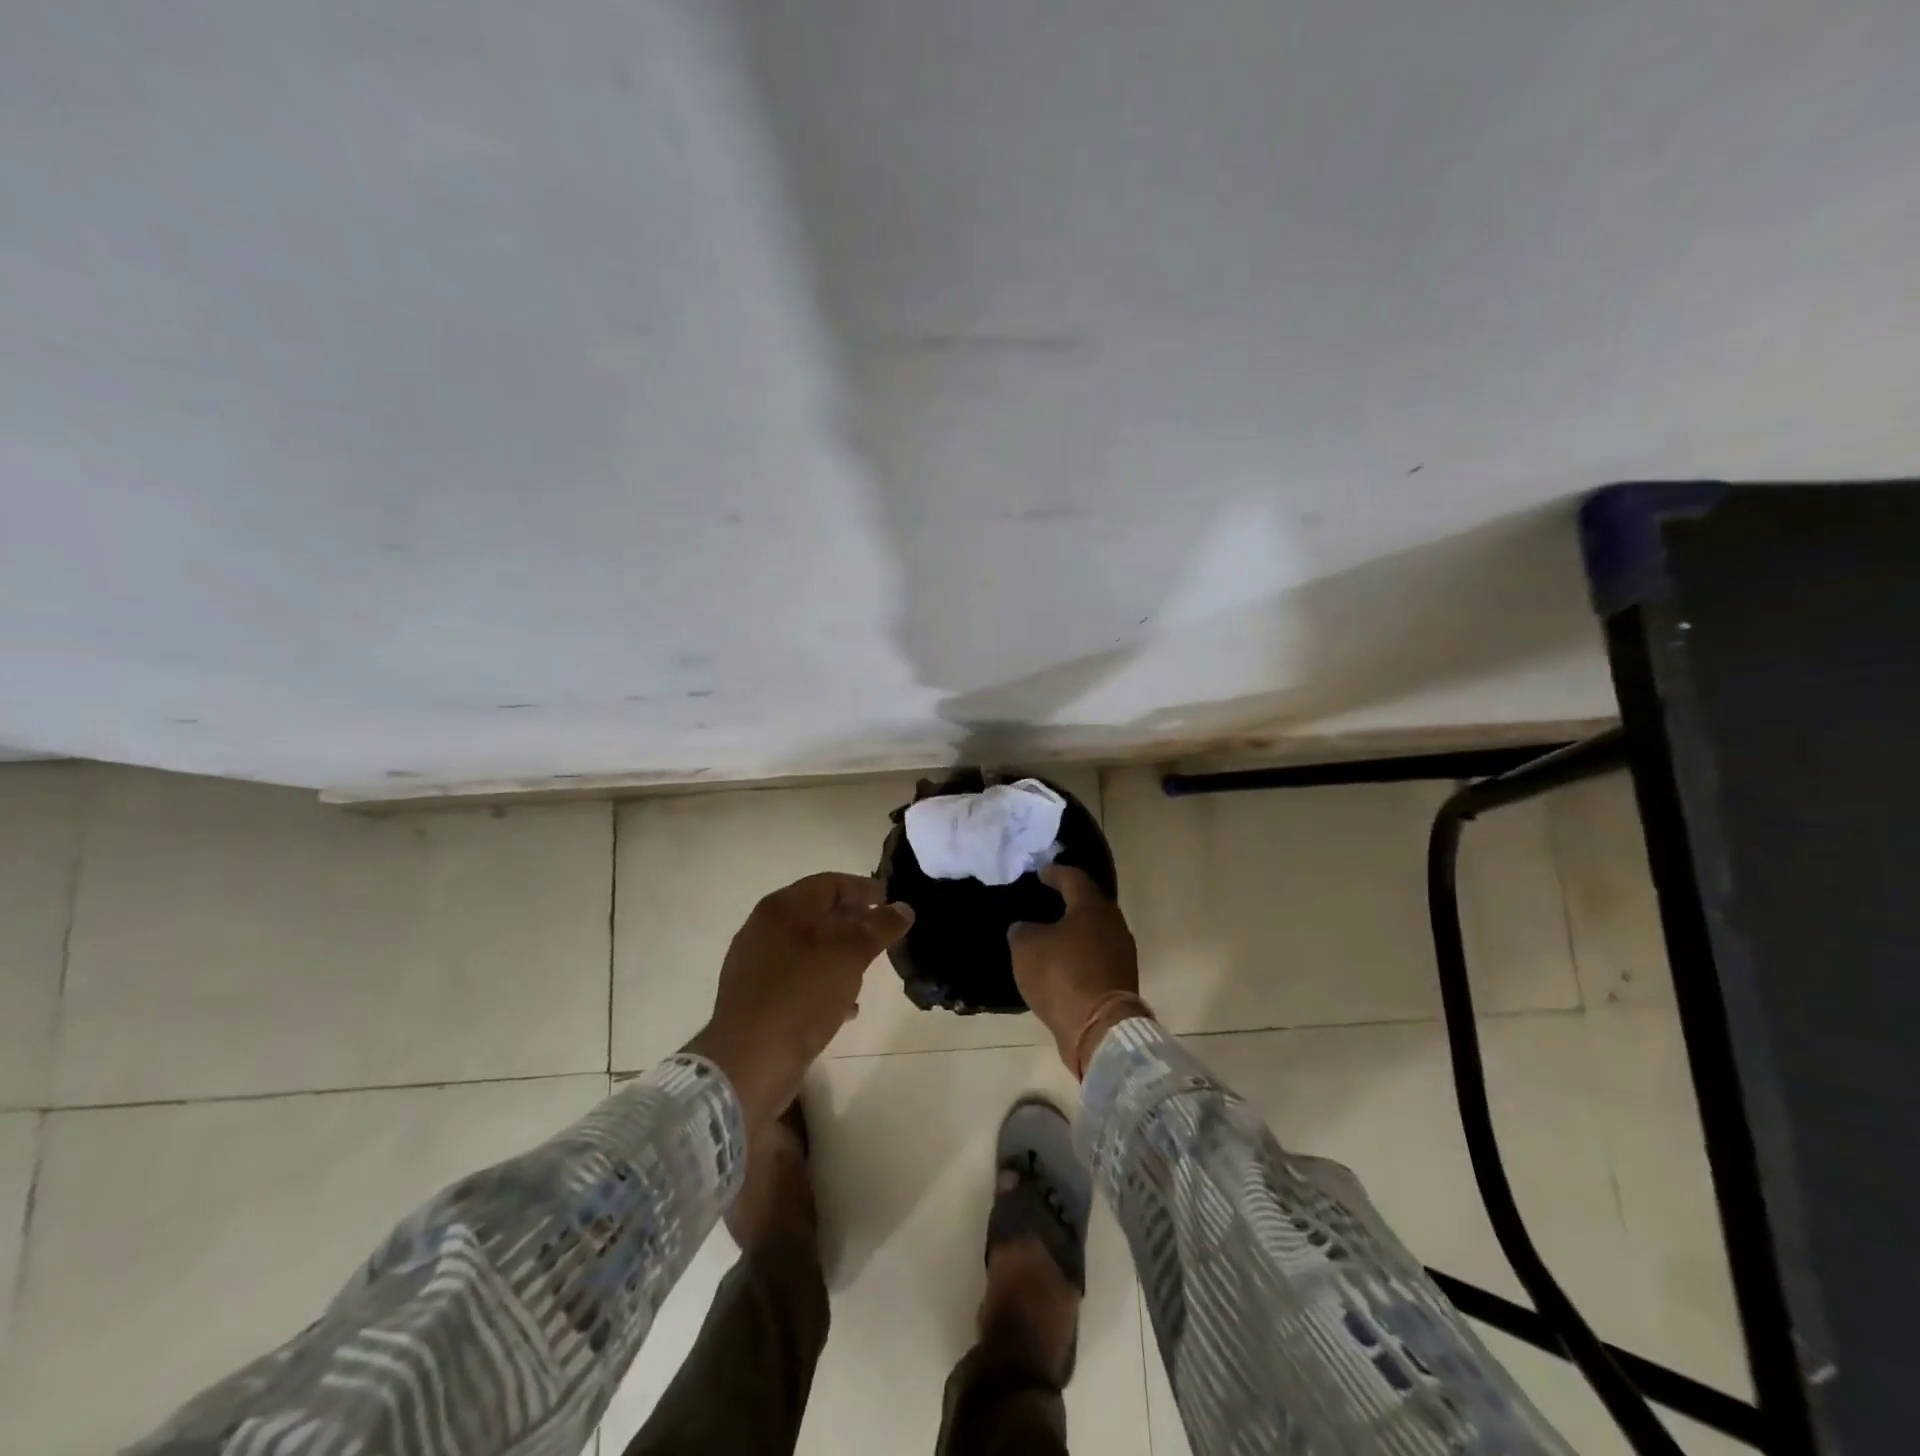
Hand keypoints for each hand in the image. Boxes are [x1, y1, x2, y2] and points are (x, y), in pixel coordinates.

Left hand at [687, 873, 913, 1123]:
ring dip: (840, 953)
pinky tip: (846, 1005)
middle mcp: (764, 929)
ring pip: (809, 947)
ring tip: (870, 967)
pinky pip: (798, 979)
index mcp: (782, 908)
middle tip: (885, 933)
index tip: (893, 900)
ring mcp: (757, 964)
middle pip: (818, 913)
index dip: (864, 888)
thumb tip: (903, 908)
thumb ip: (879, 928)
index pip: (830, 883)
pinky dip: (824, 981)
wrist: (748, 1063)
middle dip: (854, 921)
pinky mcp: (757, 998)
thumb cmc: (801, 996)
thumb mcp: (849, 956)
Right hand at [1008, 864, 1140, 1073]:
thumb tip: (1025, 928)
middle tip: (1047, 901)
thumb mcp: (1026, 948)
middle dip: (1069, 901)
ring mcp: (1122, 954)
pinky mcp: (1122, 980)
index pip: (1073, 878)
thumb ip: (1023, 930)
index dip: (1054, 873)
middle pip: (1090, 904)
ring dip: (1076, 931)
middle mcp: (1113, 924)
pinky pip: (1097, 957)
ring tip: (1052, 934)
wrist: (1099, 1029)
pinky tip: (1063, 963)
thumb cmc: (1061, 976)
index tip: (1041, 872)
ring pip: (1096, 932)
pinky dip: (1081, 955)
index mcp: (1092, 907)